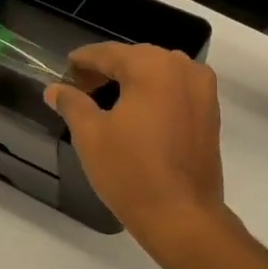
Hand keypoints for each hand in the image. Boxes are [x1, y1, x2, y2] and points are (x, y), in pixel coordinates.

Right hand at [45, 43, 226, 247]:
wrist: (182, 215)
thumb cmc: (131, 172)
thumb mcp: (91, 136)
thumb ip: (72, 103)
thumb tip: (56, 89)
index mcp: (153, 66)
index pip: (109, 53)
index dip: (83, 60)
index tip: (65, 69)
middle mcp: (183, 68)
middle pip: (137, 59)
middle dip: (108, 70)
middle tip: (80, 88)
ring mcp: (203, 90)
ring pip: (159, 73)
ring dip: (133, 81)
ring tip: (105, 101)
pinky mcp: (211, 112)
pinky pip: (176, 91)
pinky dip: (155, 95)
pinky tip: (136, 114)